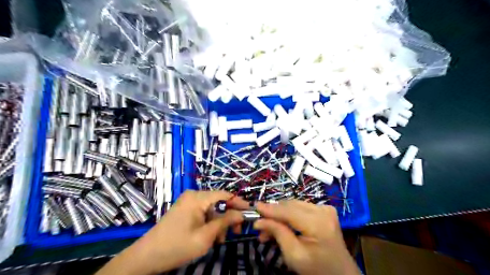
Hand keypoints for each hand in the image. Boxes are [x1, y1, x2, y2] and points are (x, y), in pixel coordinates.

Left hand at [96, 192, 246, 274]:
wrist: (146, 257)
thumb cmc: (177, 246)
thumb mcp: (205, 236)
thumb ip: (225, 222)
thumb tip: (241, 213)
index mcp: (198, 198)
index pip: (225, 195)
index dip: (239, 202)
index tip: (250, 213)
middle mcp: (194, 195)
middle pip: (219, 201)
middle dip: (228, 216)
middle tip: (235, 232)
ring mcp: (188, 202)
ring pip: (212, 208)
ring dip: (219, 222)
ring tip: (219, 239)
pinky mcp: (185, 209)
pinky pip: (203, 212)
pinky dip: (210, 223)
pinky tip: (210, 236)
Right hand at [255, 200, 360, 274]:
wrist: (341, 274)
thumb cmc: (317, 269)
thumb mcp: (294, 255)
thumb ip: (278, 233)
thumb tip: (259, 221)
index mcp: (318, 223)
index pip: (288, 211)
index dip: (270, 209)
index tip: (254, 207)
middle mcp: (323, 210)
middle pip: (291, 206)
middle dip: (273, 214)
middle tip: (259, 226)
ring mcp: (325, 208)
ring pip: (294, 206)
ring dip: (280, 215)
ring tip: (267, 229)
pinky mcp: (324, 210)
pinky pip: (301, 208)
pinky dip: (289, 215)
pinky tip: (281, 225)